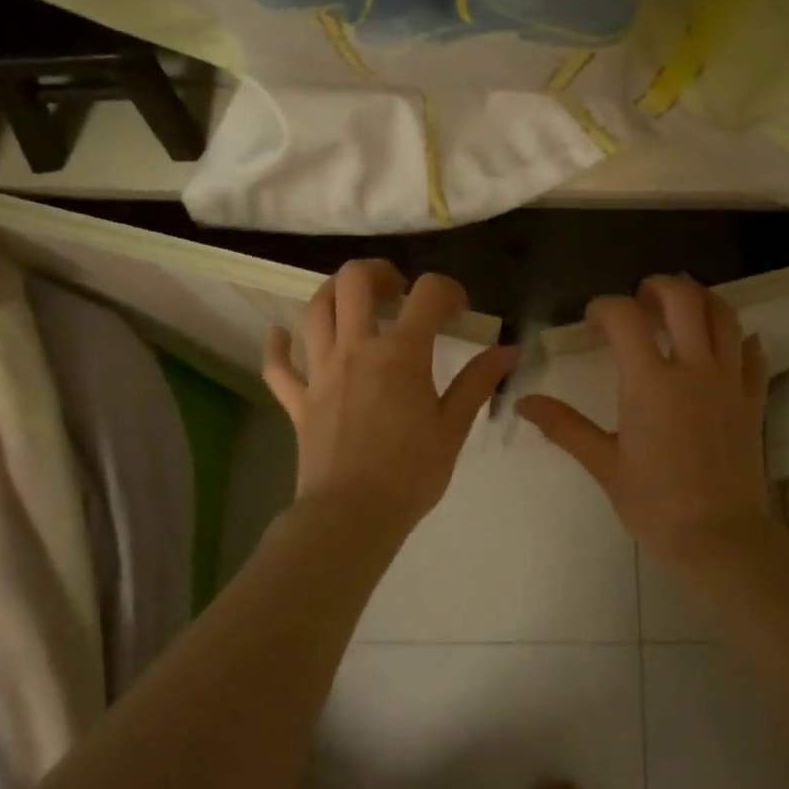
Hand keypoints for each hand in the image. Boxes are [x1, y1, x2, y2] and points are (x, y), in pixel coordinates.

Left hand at [264, 260, 517, 536]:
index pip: (427, 294)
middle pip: (354, 281)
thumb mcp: (453, 426)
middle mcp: (356, 349)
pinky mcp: (298, 400)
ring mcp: (321, 372)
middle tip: (397, 291)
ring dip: (333, 294)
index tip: (458, 310)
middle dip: (378, 272)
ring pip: (315, 310)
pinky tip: (282, 335)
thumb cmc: (411, 472)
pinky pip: (278, 366)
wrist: (352, 516)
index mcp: (400, 353)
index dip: (448, 290)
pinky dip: (278, 345)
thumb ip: (479, 381)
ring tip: (354, 304)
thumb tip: (509, 350)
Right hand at [517, 275, 771, 569]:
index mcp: (651, 383)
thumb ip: (565, 427)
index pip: (625, 318)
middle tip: (643, 296)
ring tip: (683, 307)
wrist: (721, 538)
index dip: (604, 307)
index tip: (593, 318)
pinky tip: (728, 344)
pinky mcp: (754, 400)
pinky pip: (754, 354)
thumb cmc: (655, 504)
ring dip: (702, 299)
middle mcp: (694, 369)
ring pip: (725, 316)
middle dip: (659, 286)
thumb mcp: (604, 464)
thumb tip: (524, 403)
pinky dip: (740, 339)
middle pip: (684, 299)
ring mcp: (730, 381)